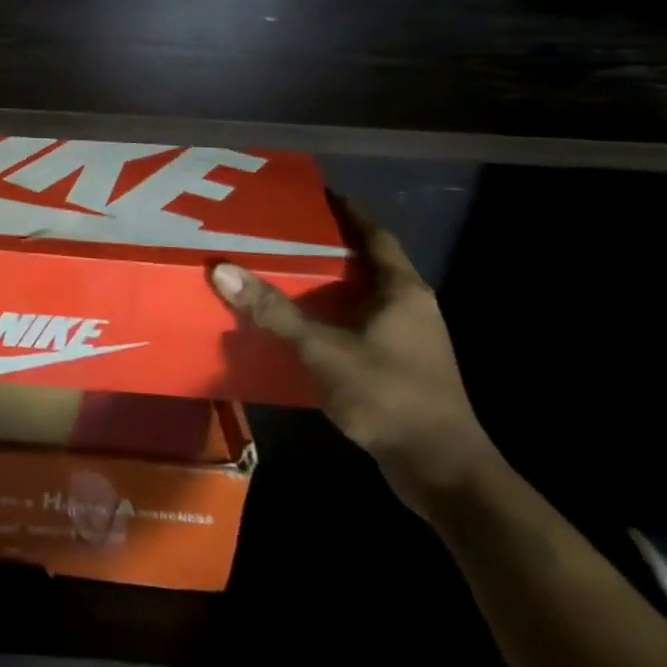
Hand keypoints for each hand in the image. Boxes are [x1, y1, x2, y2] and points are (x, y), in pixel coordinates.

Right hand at [209, 200, 498, 518]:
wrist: (444, 473)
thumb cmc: (390, 396)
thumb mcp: (324, 350)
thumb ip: (274, 311)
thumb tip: (222, 269)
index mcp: (403, 291)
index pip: (376, 236)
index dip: (350, 212)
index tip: (320, 193)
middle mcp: (412, 307)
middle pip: (369, 263)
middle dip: (332, 246)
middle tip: (287, 231)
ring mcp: (412, 340)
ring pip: (366, 297)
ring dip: (333, 283)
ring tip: (287, 271)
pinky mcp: (404, 368)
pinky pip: (364, 325)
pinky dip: (336, 315)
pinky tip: (306, 323)